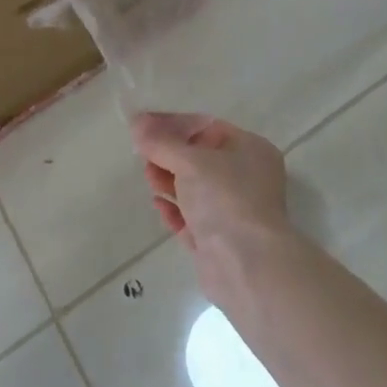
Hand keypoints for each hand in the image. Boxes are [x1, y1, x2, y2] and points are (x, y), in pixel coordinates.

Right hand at [133, 113, 294, 305]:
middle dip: (169, 154)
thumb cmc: (224, 198)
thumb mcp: (189, 161)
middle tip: (142, 152)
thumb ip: (160, 141)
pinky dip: (175, 209)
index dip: (174, 124)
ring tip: (148, 177)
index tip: (143, 125)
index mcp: (250, 150)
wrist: (246, 265)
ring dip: (169, 180)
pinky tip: (157, 204)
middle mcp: (246, 178)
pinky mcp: (219, 240)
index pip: (207, 127)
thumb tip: (136, 121)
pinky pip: (192, 218)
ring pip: (195, 188)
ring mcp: (234, 211)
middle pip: (200, 158)